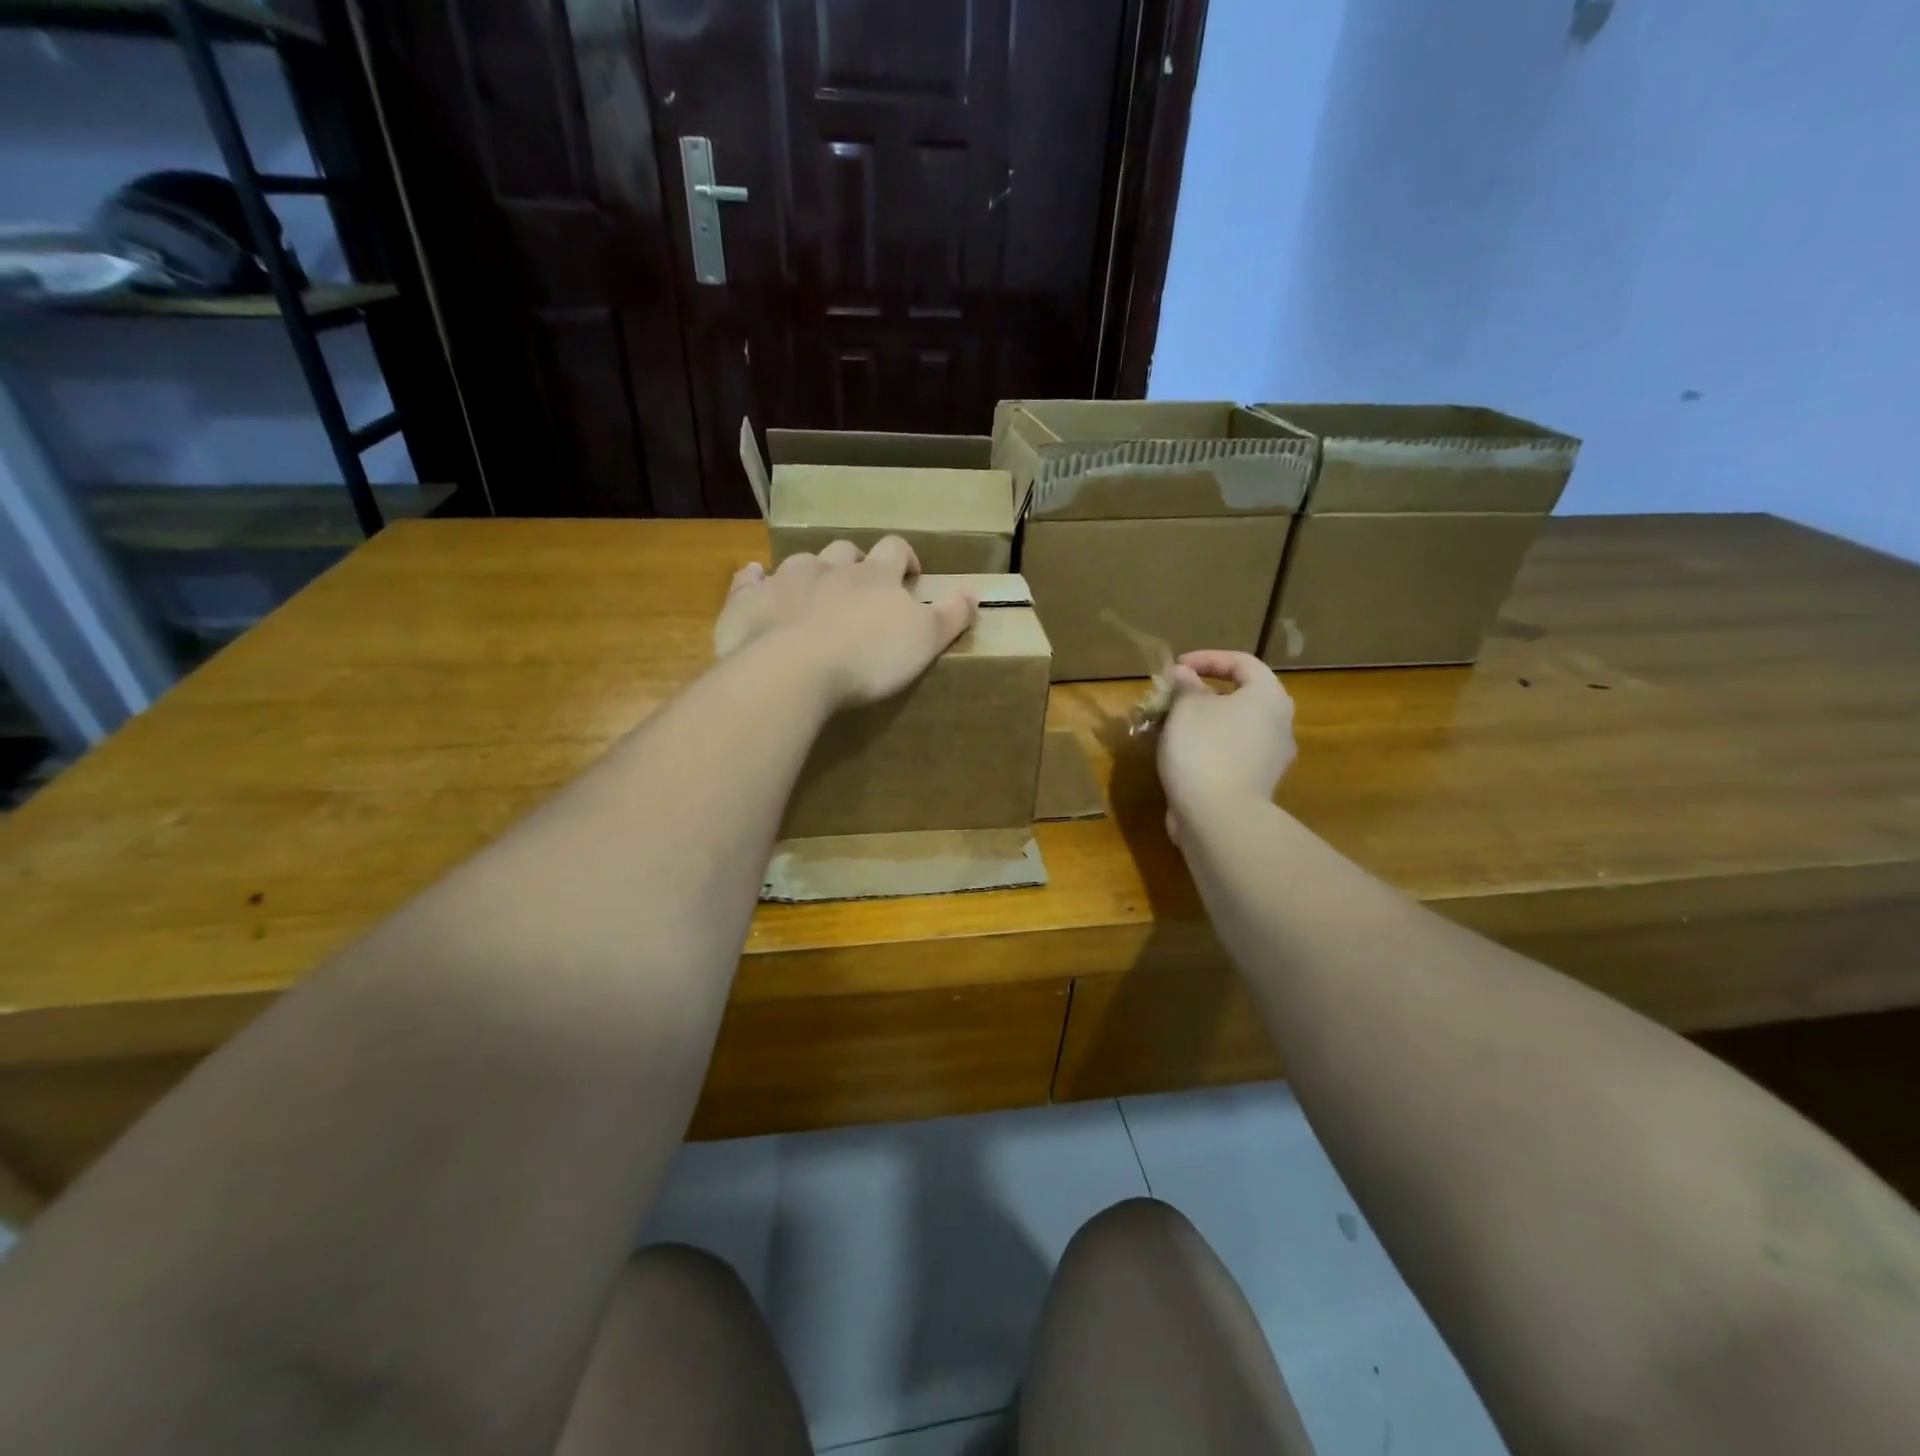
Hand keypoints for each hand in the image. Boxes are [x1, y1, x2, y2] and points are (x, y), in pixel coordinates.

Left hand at [714, 536, 976, 708]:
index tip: (909, 577)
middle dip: (854, 564)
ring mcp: (785, 580)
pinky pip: (750, 579)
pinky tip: (756, 584)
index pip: (895, 549)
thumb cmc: (867, 658)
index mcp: (875, 576)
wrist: (792, 670)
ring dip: (810, 573)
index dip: (904, 558)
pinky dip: (755, 580)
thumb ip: (950, 616)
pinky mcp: (748, 600)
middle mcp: (830, 568)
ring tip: (813, 595)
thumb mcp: (924, 641)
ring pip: (801, 563)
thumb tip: (974, 592)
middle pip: (845, 552)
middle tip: (860, 590)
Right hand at [1158, 650, 1295, 842]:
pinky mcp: (1257, 783)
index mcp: (1268, 697)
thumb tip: (1185, 674)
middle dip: (1201, 693)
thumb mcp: (1186, 708)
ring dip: (1202, 722)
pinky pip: (1231, 753)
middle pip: (1240, 696)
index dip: (1207, 658)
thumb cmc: (1204, 750)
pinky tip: (1180, 755)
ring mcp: (1271, 757)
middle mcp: (1279, 724)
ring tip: (1169, 726)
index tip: (1176, 667)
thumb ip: (1185, 685)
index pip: (1242, 662)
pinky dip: (1207, 747)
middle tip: (1171, 697)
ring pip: (1233, 726)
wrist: (1219, 818)